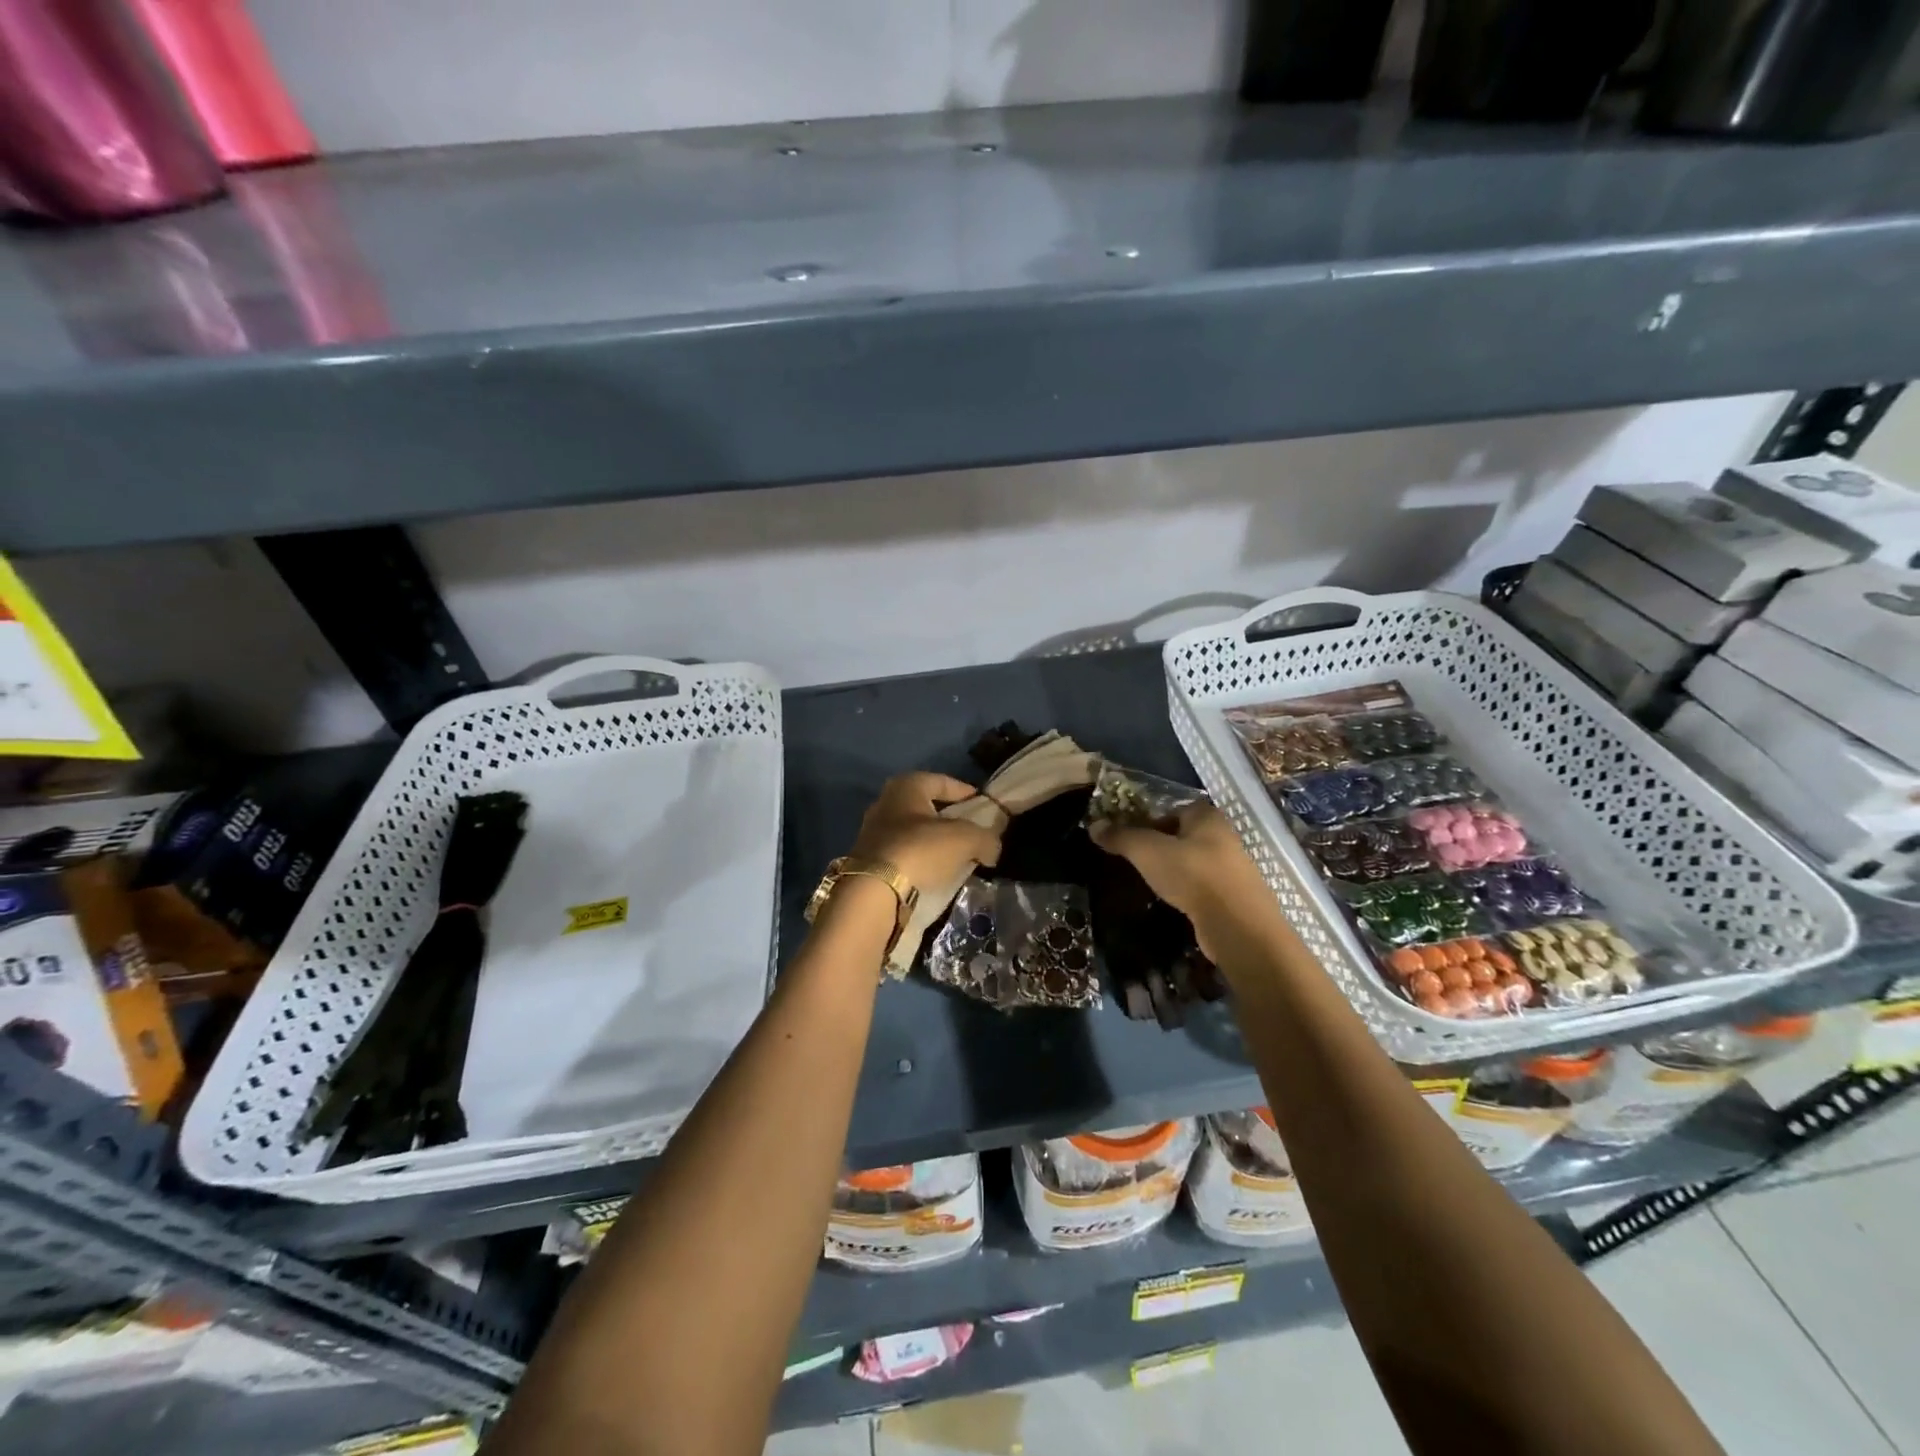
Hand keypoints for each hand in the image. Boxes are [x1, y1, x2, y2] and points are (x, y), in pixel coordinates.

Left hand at [850, 772, 1001, 897]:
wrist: (874, 891)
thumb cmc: (921, 850)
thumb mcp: (966, 839)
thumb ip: (986, 839)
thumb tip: (992, 849)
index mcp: (906, 786)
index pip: (943, 781)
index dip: (966, 792)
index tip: (984, 806)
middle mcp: (885, 802)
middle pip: (927, 807)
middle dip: (950, 820)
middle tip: (972, 834)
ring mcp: (873, 832)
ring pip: (914, 832)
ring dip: (935, 843)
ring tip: (957, 858)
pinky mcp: (869, 860)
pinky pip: (904, 854)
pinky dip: (921, 861)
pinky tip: (935, 874)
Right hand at [1089, 803, 1278, 960]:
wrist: (1238, 926)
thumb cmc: (1192, 875)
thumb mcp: (1147, 851)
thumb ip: (1121, 837)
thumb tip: (1094, 825)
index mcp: (1207, 816)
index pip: (1172, 808)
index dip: (1148, 818)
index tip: (1128, 835)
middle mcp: (1223, 835)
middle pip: (1182, 834)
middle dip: (1158, 844)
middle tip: (1134, 859)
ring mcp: (1231, 867)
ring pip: (1192, 860)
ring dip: (1172, 869)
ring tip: (1149, 881)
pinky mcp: (1232, 895)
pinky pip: (1201, 885)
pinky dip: (1185, 889)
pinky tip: (1171, 900)